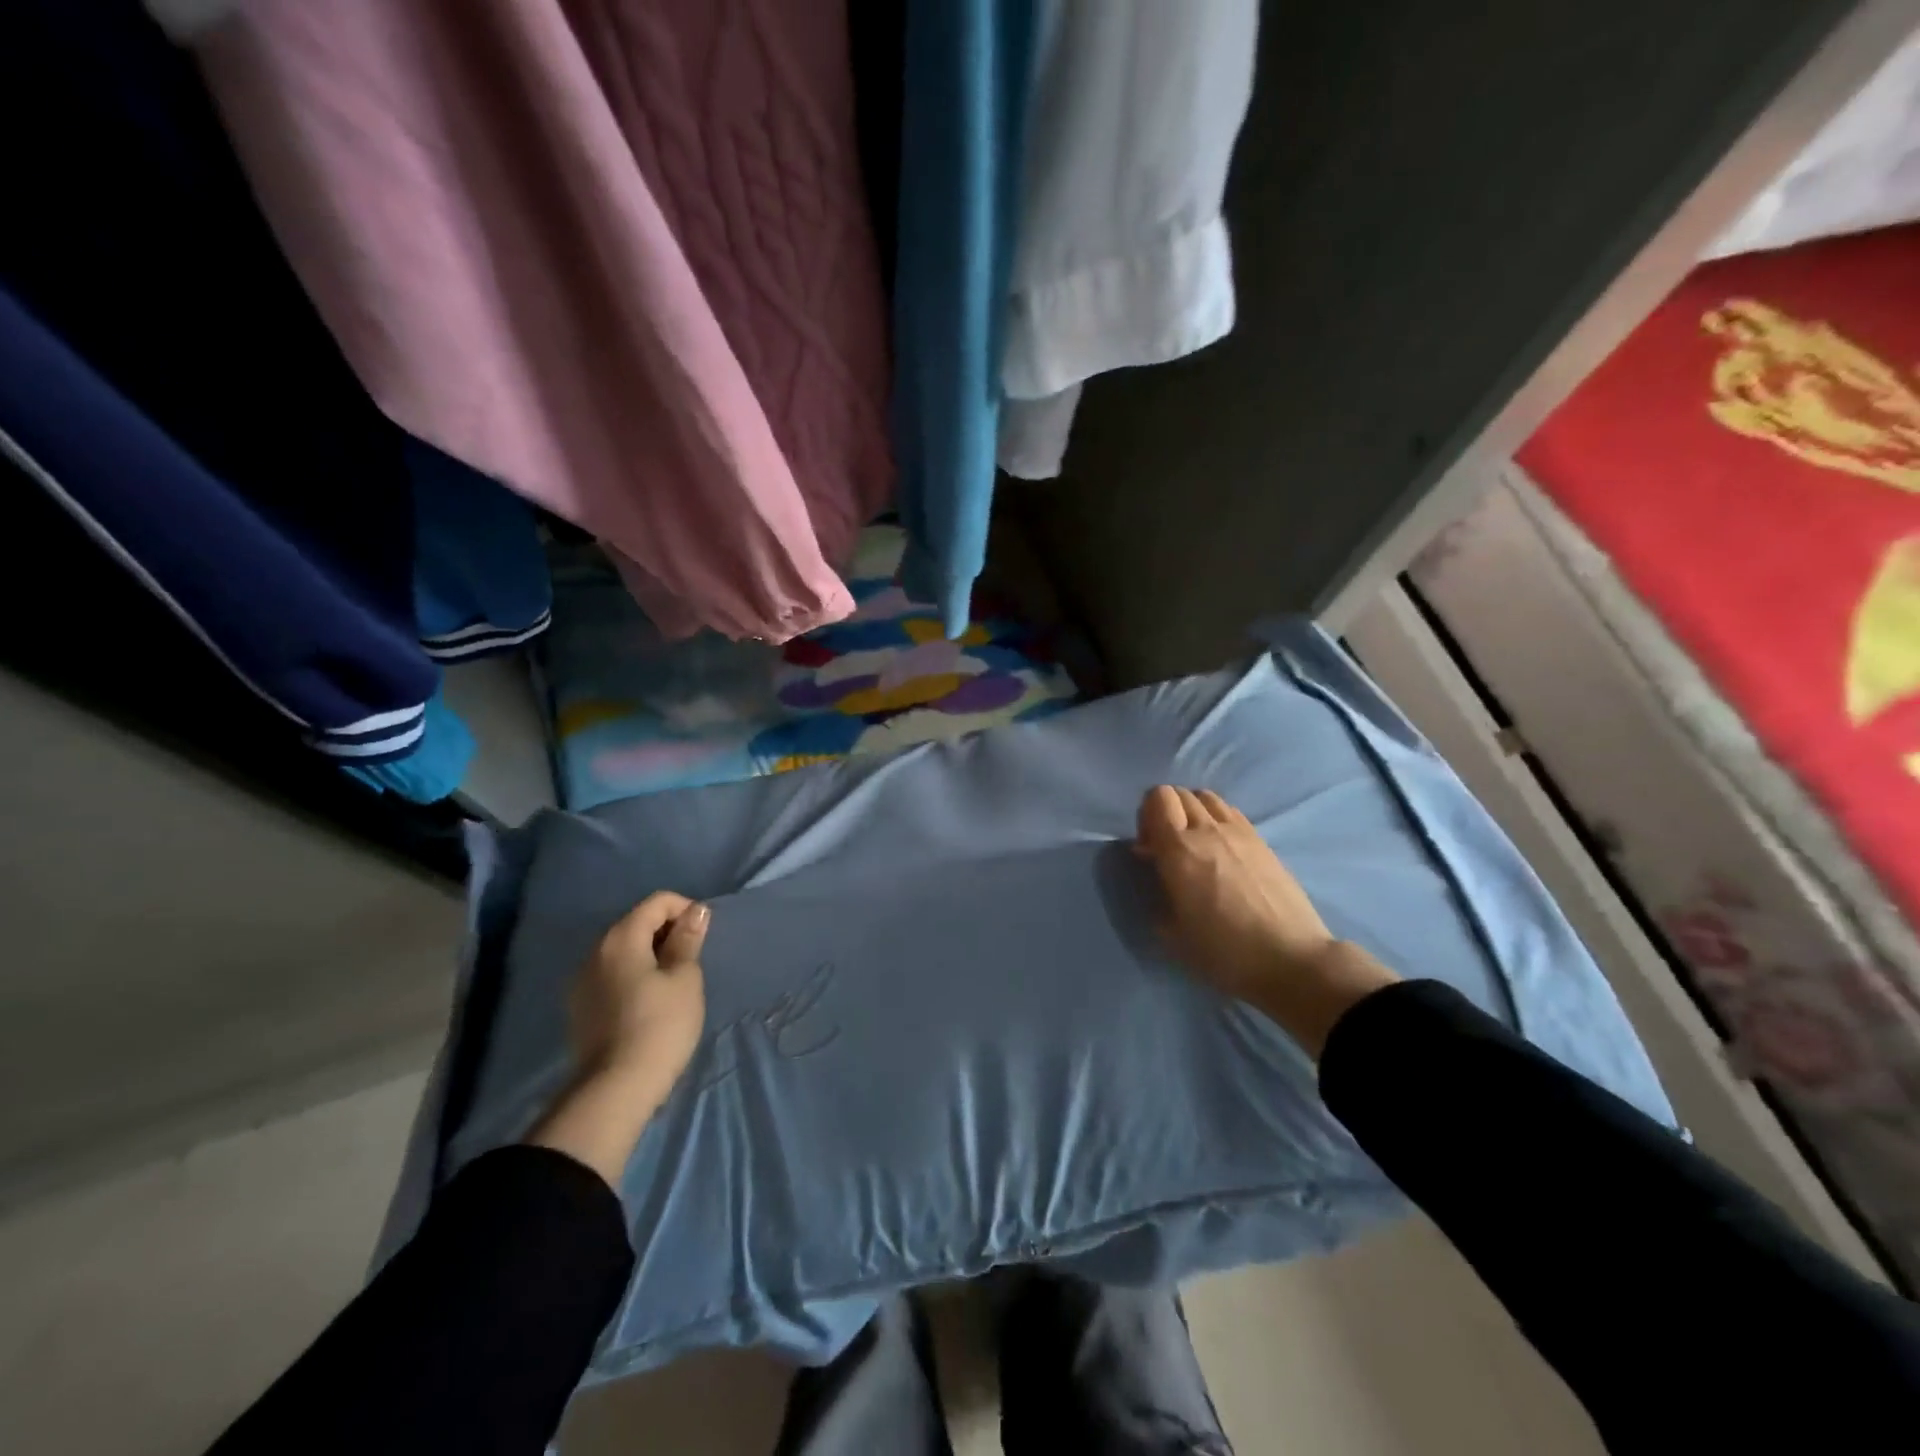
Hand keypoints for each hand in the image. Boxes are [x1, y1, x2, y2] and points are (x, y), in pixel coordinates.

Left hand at [528, 892, 709, 1185]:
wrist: (616, 1089)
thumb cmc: (660, 1025)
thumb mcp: (685, 978)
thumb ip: (688, 940)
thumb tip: (695, 911)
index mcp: (620, 938)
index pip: (657, 902)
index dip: (685, 909)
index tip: (703, 937)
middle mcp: (594, 951)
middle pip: (636, 923)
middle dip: (667, 932)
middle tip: (692, 960)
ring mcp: (581, 981)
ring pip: (623, 950)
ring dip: (650, 955)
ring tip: (673, 982)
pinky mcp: (579, 1007)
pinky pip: (611, 974)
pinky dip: (633, 975)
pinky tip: (649, 1002)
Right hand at [1134, 786, 1397, 1055]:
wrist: (1290, 959)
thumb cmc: (1224, 951)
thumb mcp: (1172, 932)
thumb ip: (1157, 889)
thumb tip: (1156, 865)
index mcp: (1179, 849)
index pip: (1156, 798)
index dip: (1145, 816)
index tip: (1147, 849)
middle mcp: (1207, 829)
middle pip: (1179, 793)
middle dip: (1165, 812)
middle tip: (1167, 846)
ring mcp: (1239, 832)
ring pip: (1207, 797)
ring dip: (1192, 811)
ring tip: (1194, 844)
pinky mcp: (1262, 841)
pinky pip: (1230, 812)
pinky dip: (1216, 818)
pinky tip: (1221, 849)